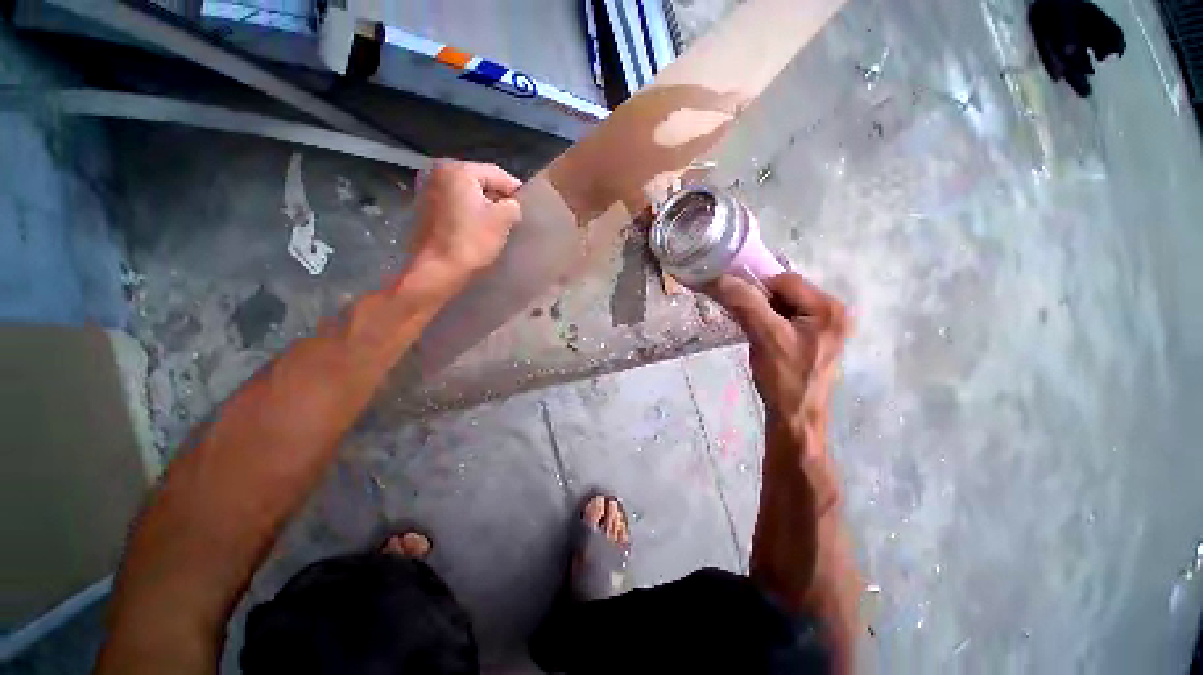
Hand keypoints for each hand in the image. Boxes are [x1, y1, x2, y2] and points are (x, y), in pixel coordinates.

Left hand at [408, 160, 522, 280]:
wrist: (438, 270)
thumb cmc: (471, 241)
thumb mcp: (502, 220)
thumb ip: (513, 205)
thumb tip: (511, 206)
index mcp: (458, 170)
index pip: (497, 174)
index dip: (515, 190)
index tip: (528, 206)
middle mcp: (439, 173)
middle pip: (480, 182)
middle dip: (498, 198)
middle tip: (515, 216)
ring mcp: (428, 191)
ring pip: (467, 194)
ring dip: (484, 206)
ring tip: (499, 224)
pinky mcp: (425, 209)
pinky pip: (455, 205)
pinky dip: (469, 213)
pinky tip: (478, 229)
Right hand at [707, 273, 850, 439]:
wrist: (794, 419)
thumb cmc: (784, 379)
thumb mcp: (765, 337)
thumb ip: (745, 303)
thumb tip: (718, 278)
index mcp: (830, 308)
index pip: (784, 281)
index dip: (757, 290)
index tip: (739, 308)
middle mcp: (832, 313)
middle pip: (785, 291)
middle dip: (760, 303)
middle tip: (747, 322)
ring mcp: (823, 327)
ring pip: (781, 305)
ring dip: (761, 313)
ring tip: (754, 333)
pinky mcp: (812, 339)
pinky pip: (784, 319)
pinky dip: (766, 323)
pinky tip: (760, 339)